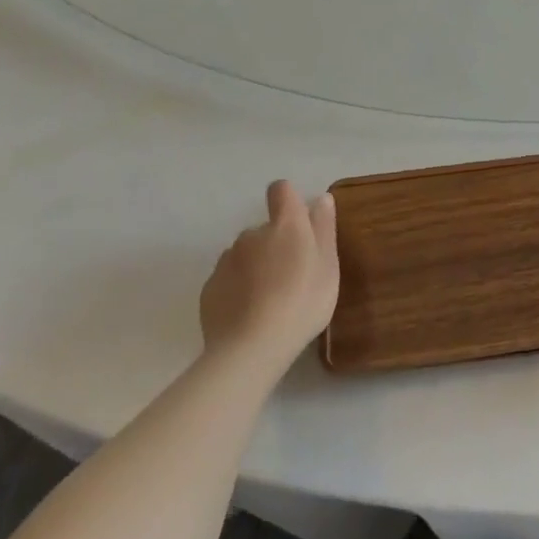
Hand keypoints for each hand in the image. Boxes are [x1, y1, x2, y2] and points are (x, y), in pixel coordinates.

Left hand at [200, 180, 338, 366]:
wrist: (251, 348)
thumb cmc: (302, 302)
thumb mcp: (328, 266)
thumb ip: (324, 228)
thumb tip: (320, 198)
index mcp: (285, 225)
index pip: (281, 191)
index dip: (289, 201)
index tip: (300, 224)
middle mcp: (251, 234)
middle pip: (265, 228)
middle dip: (276, 244)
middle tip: (292, 276)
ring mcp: (226, 260)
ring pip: (245, 254)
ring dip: (256, 266)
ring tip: (269, 299)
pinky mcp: (209, 287)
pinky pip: (228, 278)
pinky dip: (239, 287)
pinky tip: (249, 313)